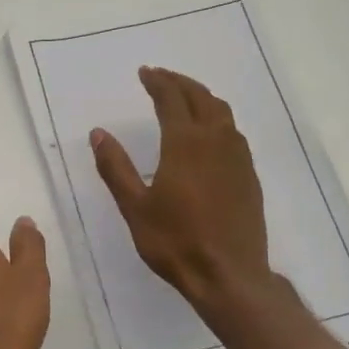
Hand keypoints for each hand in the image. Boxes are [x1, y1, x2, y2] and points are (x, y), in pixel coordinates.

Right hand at [92, 66, 274, 314]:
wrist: (229, 275)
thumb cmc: (175, 242)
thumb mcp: (135, 207)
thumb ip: (116, 168)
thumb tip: (99, 133)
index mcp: (185, 144)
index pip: (171, 100)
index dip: (157, 82)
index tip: (145, 72)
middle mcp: (215, 142)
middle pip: (201, 98)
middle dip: (180, 83)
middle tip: (162, 77)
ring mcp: (238, 158)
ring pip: (222, 113)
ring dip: (202, 97)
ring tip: (185, 97)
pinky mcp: (249, 176)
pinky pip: (233, 133)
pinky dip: (217, 119)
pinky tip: (209, 134)